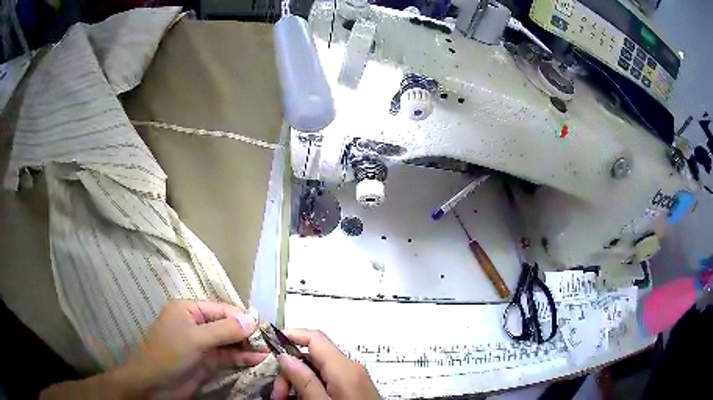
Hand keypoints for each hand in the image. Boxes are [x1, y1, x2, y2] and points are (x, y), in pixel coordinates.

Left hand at [120, 300, 267, 397]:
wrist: (154, 384)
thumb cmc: (170, 354)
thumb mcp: (196, 339)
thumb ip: (224, 330)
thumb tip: (253, 319)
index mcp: (189, 310)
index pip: (221, 309)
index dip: (242, 317)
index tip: (265, 326)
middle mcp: (196, 324)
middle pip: (226, 325)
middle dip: (247, 332)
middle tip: (271, 341)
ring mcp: (202, 344)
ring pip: (229, 342)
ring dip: (248, 346)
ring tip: (270, 351)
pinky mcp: (207, 362)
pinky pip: (227, 356)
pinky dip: (242, 358)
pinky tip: (258, 360)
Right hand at [271, 329, 379, 399]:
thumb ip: (304, 381)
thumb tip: (284, 356)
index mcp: (344, 368)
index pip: (315, 338)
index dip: (292, 335)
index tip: (270, 343)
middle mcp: (350, 368)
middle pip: (312, 358)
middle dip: (290, 372)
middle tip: (276, 396)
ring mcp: (353, 378)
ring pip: (317, 370)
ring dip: (298, 383)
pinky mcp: (353, 387)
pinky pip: (327, 380)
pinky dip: (311, 388)